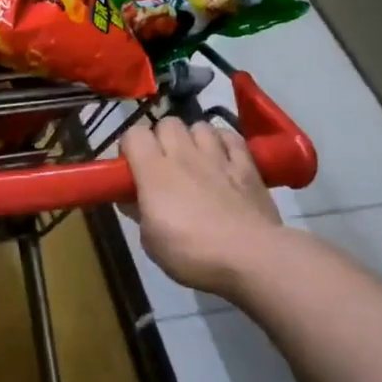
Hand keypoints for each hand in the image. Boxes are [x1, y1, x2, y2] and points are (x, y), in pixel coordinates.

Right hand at [122, 118, 281, 297]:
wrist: (252, 258)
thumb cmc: (193, 253)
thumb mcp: (151, 241)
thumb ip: (139, 212)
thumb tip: (131, 198)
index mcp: (154, 172)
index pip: (133, 134)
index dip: (130, 147)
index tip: (132, 168)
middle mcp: (185, 155)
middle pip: (167, 123)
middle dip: (161, 138)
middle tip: (163, 165)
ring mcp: (218, 157)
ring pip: (200, 126)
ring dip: (193, 138)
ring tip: (195, 160)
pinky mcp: (247, 165)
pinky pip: (231, 137)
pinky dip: (223, 142)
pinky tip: (222, 158)